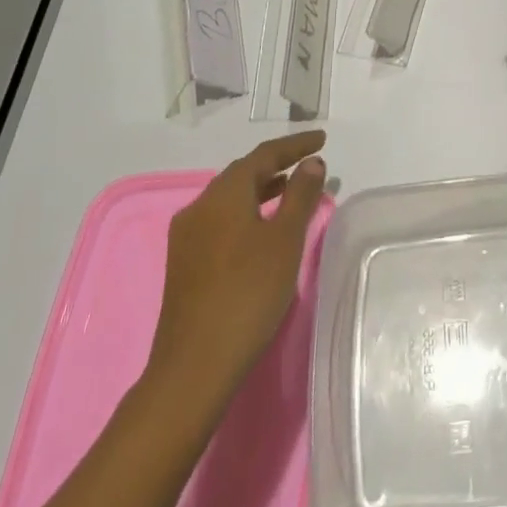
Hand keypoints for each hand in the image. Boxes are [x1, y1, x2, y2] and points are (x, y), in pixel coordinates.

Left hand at [142, 132, 328, 403]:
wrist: (194, 367)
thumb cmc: (248, 294)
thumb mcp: (285, 240)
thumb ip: (300, 195)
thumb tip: (311, 163)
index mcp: (222, 194)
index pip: (263, 155)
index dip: (294, 145)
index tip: (321, 139)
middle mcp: (199, 207)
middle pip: (242, 173)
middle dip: (277, 165)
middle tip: (309, 163)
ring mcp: (187, 237)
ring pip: (230, 199)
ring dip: (262, 189)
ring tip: (292, 191)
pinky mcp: (184, 263)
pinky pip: (221, 220)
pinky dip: (247, 212)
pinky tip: (262, 228)